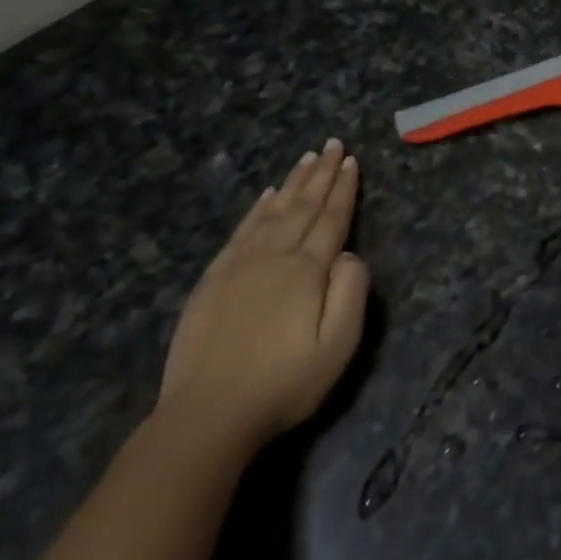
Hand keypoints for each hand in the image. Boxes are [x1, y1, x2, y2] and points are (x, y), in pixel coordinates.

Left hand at [158, 139, 370, 450]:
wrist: (207, 415)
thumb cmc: (283, 383)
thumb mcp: (338, 346)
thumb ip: (351, 292)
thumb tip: (349, 254)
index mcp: (306, 270)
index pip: (331, 219)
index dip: (343, 189)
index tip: (352, 161)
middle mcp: (273, 256)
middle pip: (303, 207)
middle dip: (321, 173)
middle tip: (333, 144)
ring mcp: (239, 265)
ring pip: (272, 212)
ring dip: (293, 183)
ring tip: (307, 158)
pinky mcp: (213, 279)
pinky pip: (241, 230)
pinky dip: (257, 208)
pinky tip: (267, 195)